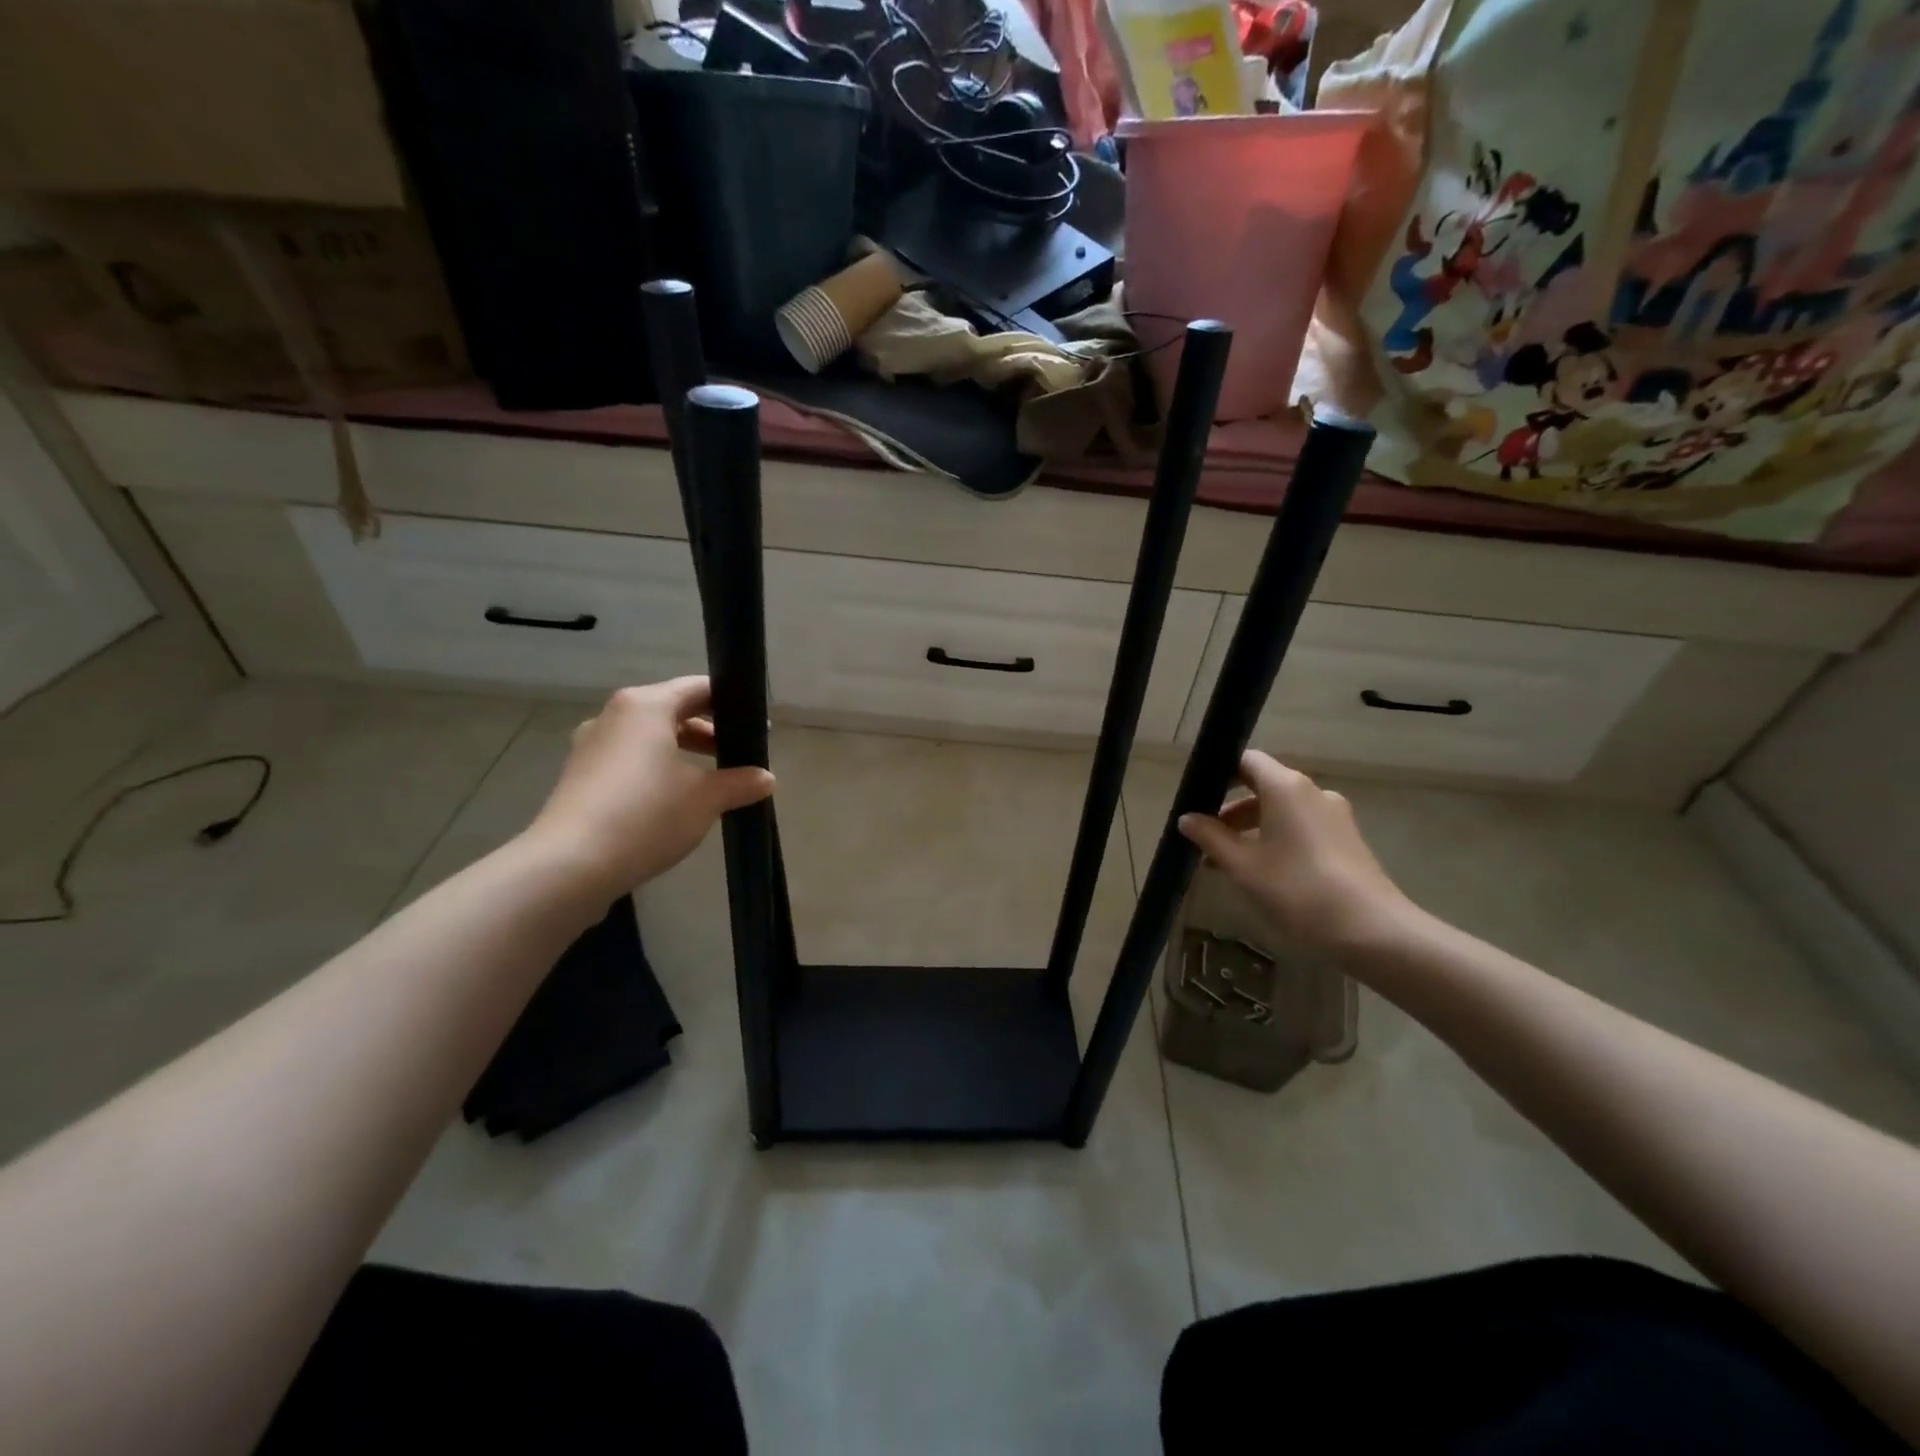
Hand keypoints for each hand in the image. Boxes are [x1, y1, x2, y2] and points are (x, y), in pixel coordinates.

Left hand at [524, 677, 774, 898]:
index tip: (756, 728)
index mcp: (646, 706)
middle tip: (739, 756)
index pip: (698, 688)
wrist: (570, 865)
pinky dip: (655, 770)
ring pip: (648, 738)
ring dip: (681, 753)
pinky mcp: (579, 776)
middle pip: (671, 711)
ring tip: (710, 782)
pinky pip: (628, 760)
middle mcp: (614, 716)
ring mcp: (591, 746)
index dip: (731, 704)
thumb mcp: (707, 799)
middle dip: (708, 732)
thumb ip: (740, 783)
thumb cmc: (647, 816)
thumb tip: (766, 779)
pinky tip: (672, 801)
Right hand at [1177, 751, 1417, 954]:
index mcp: (1285, 787)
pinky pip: (1301, 826)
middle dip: (1231, 809)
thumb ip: (1211, 838)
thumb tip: (1187, 819)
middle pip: (1263, 785)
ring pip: (1282, 809)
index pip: (1247, 761)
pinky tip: (1261, 871)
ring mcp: (1333, 815)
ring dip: (1252, 827)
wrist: (1370, 929)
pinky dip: (1276, 838)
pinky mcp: (1345, 839)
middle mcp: (1312, 792)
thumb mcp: (1243, 866)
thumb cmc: (1298, 889)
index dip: (1219, 774)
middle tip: (1205, 835)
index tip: (1197, 798)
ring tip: (1227, 860)